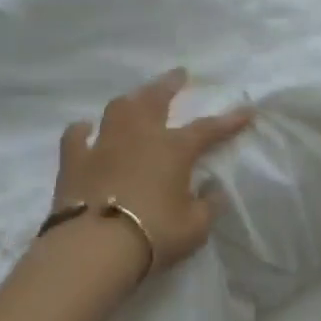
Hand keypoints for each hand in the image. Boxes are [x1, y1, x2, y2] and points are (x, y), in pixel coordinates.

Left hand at [52, 68, 254, 278]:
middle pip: (156, 99)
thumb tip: (214, 191)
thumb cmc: (153, 234)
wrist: (95, 247)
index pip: (208, 129)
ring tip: (136, 98)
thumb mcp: (195, 228)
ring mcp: (104, 144)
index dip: (229, 120)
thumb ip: (208, 206)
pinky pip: (76, 136)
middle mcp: (140, 136)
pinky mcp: (74, 161)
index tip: (246, 110)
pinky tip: (85, 128)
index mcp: (174, 149)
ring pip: (118, 109)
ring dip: (131, 100)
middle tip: (178, 74)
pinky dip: (82, 130)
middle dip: (170, 84)